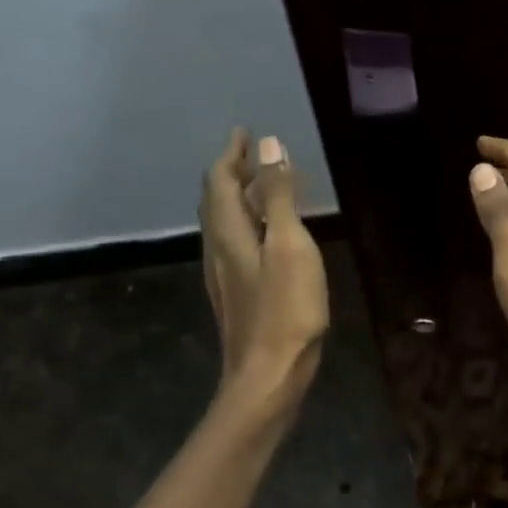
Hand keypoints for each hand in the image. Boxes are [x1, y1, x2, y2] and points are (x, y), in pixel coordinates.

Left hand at [199, 129, 328, 404]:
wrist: (268, 375)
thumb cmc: (286, 309)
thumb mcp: (290, 246)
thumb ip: (280, 197)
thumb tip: (270, 147)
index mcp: (229, 233)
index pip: (219, 181)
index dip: (232, 154)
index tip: (245, 132)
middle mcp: (219, 249)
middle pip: (217, 201)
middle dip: (234, 173)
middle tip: (257, 156)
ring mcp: (225, 275)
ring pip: (225, 224)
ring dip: (241, 198)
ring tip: (266, 188)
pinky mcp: (237, 294)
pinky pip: (236, 244)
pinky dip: (250, 224)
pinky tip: (269, 236)